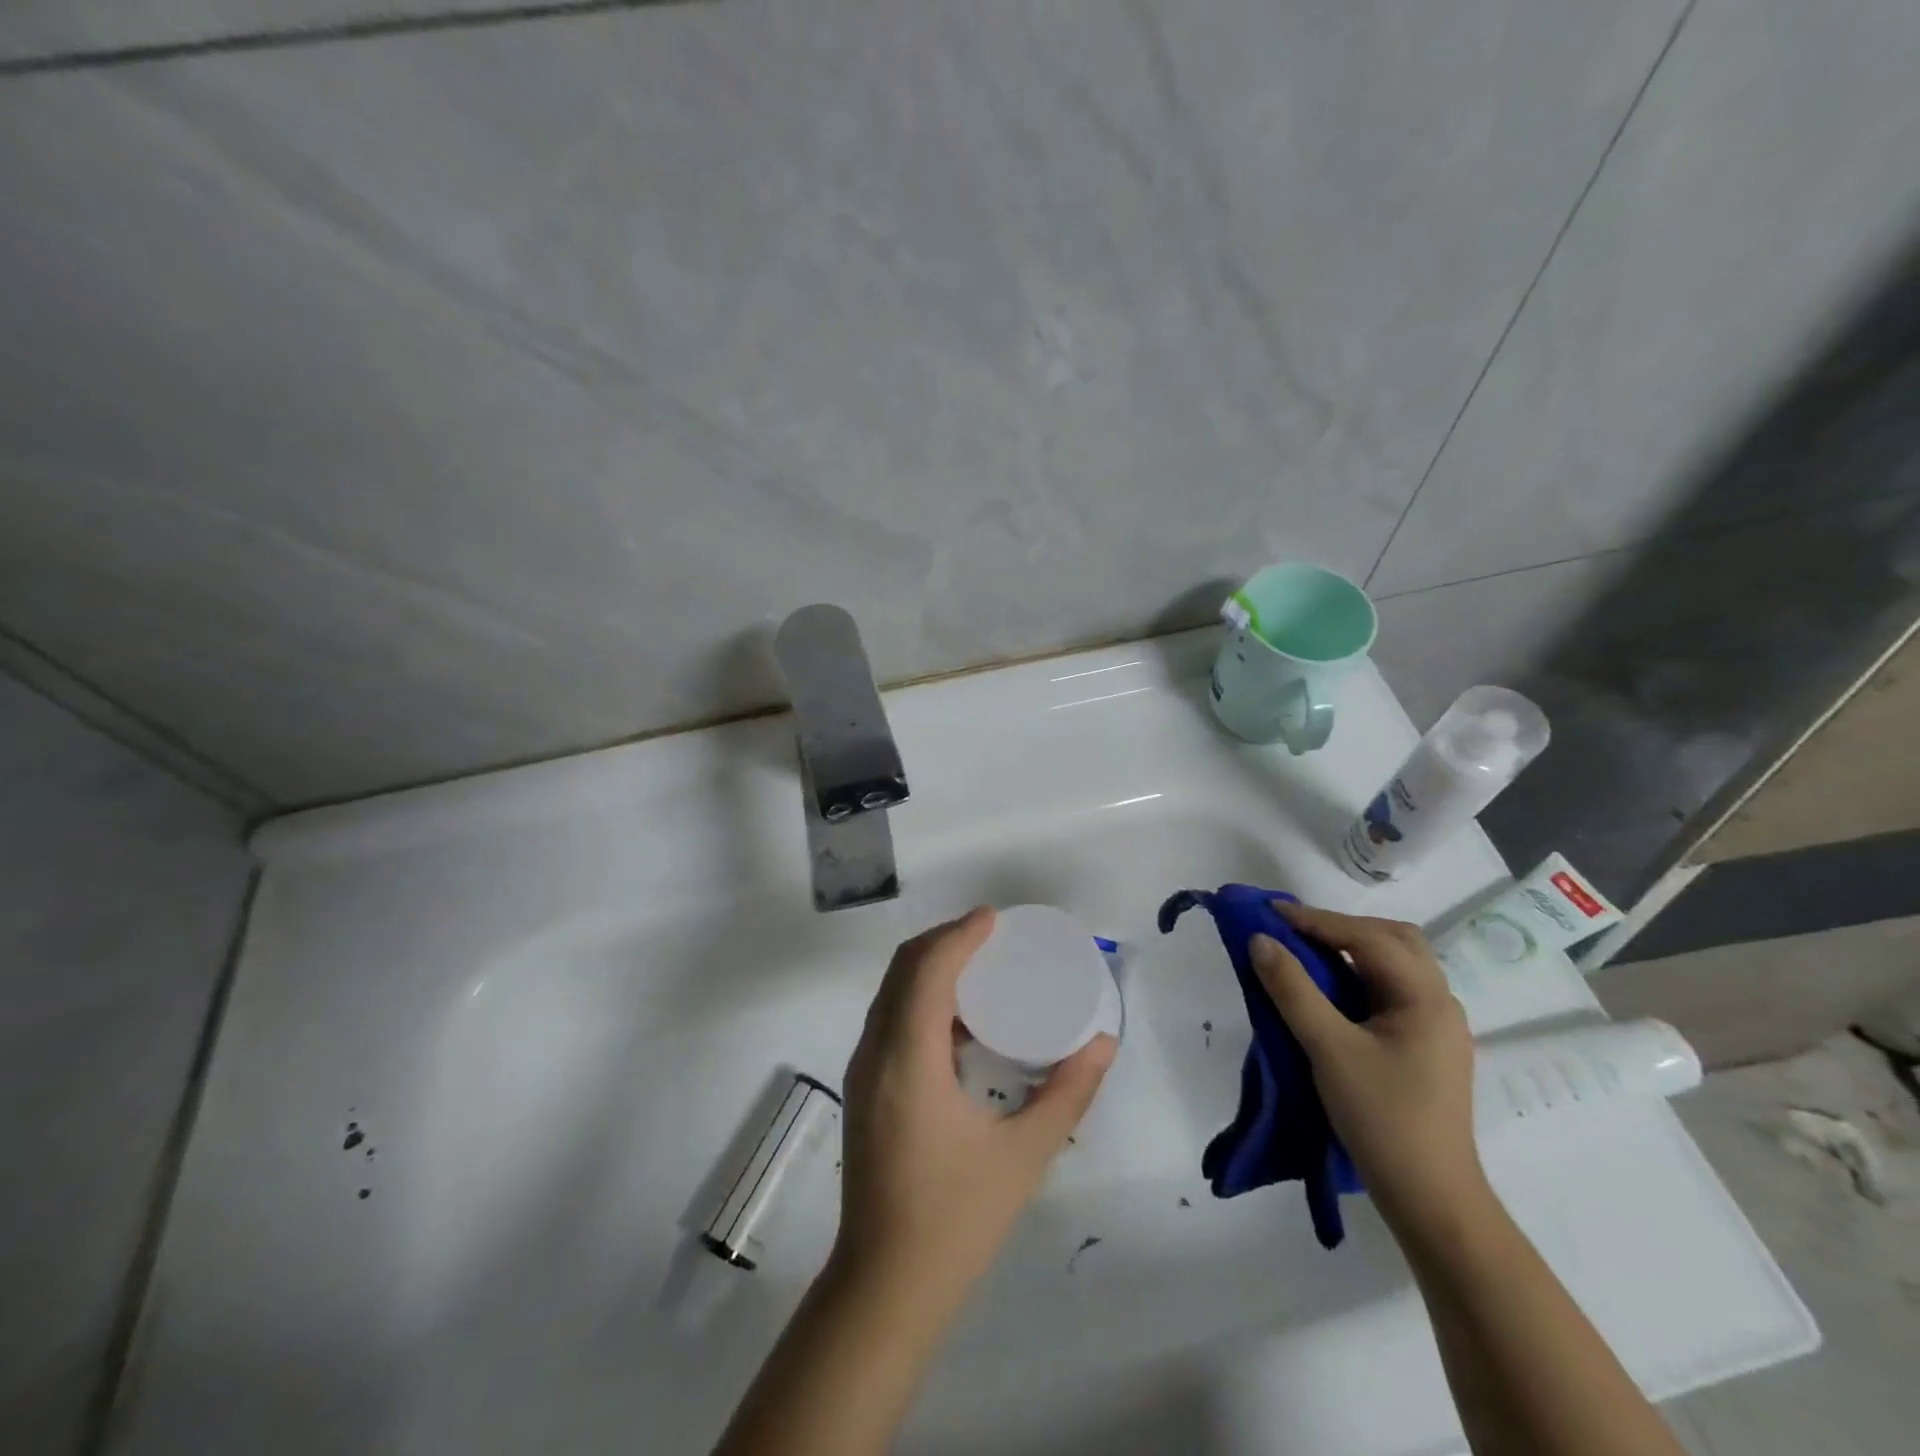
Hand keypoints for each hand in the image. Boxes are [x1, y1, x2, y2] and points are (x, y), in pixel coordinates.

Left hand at [834, 907, 1116, 1301]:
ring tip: (979, 967)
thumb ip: (1068, 1093)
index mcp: (908, 1061)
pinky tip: (960, 1021)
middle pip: (902, 971)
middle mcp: (875, 1053)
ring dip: (929, 967)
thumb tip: (1103, 1043)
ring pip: (890, 993)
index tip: (994, 919)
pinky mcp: (864, 1089)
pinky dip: (919, 998)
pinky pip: (889, 1019)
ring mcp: (862, 1071)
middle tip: (990, 937)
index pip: (926, 971)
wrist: (884, 1287)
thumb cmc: (957, 1219)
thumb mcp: (1024, 1155)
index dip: (958, 935)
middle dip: (943, 941)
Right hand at [1250, 903, 1488, 1241]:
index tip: (1269, 913)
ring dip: (1351, 951)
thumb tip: (1260, 940)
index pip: (1368, 938)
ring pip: (1394, 966)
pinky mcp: (1424, 1048)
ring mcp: (1435, 1027)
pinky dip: (1357, 977)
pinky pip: (1389, 992)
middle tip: (1294, 930)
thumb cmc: (1383, 1119)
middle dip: (1342, 927)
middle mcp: (1439, 1002)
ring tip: (1306, 953)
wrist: (1432, 1201)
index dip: (1316, 920)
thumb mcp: (1328, 1049)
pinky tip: (1329, 991)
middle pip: (1393, 940)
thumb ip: (1292, 990)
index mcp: (1426, 997)